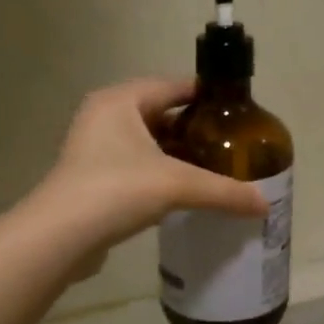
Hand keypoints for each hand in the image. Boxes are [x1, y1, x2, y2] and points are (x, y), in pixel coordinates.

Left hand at [40, 77, 268, 263]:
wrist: (59, 237)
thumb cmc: (116, 191)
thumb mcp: (177, 186)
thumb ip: (224, 192)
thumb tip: (265, 205)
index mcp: (120, 100)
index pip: (173, 86)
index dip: (207, 96)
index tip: (238, 112)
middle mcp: (104, 116)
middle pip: (160, 113)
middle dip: (194, 129)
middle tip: (229, 144)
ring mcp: (93, 147)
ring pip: (147, 142)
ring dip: (176, 154)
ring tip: (213, 168)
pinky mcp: (91, 176)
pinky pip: (135, 165)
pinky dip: (159, 173)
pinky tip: (182, 192)